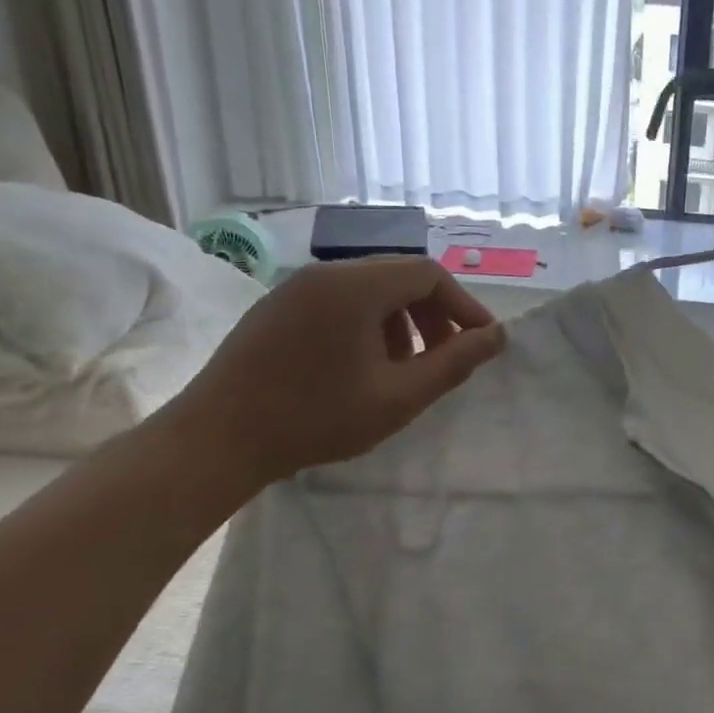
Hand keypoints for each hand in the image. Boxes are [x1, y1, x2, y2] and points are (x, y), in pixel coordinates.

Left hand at [167, 257, 505, 489]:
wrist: (217, 439)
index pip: (429, 274)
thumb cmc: (317, 417)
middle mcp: (326, 273)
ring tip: (406, 367)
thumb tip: (497, 337)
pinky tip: (363, 366)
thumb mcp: (399, 396)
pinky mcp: (278, 306)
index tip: (480, 343)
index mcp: (356, 286)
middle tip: (447, 357)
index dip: (463, 306)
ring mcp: (296, 287)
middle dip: (434, 313)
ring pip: (370, 288)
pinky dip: (368, 323)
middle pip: (400, 276)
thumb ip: (454, 363)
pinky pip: (339, 300)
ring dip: (402, 320)